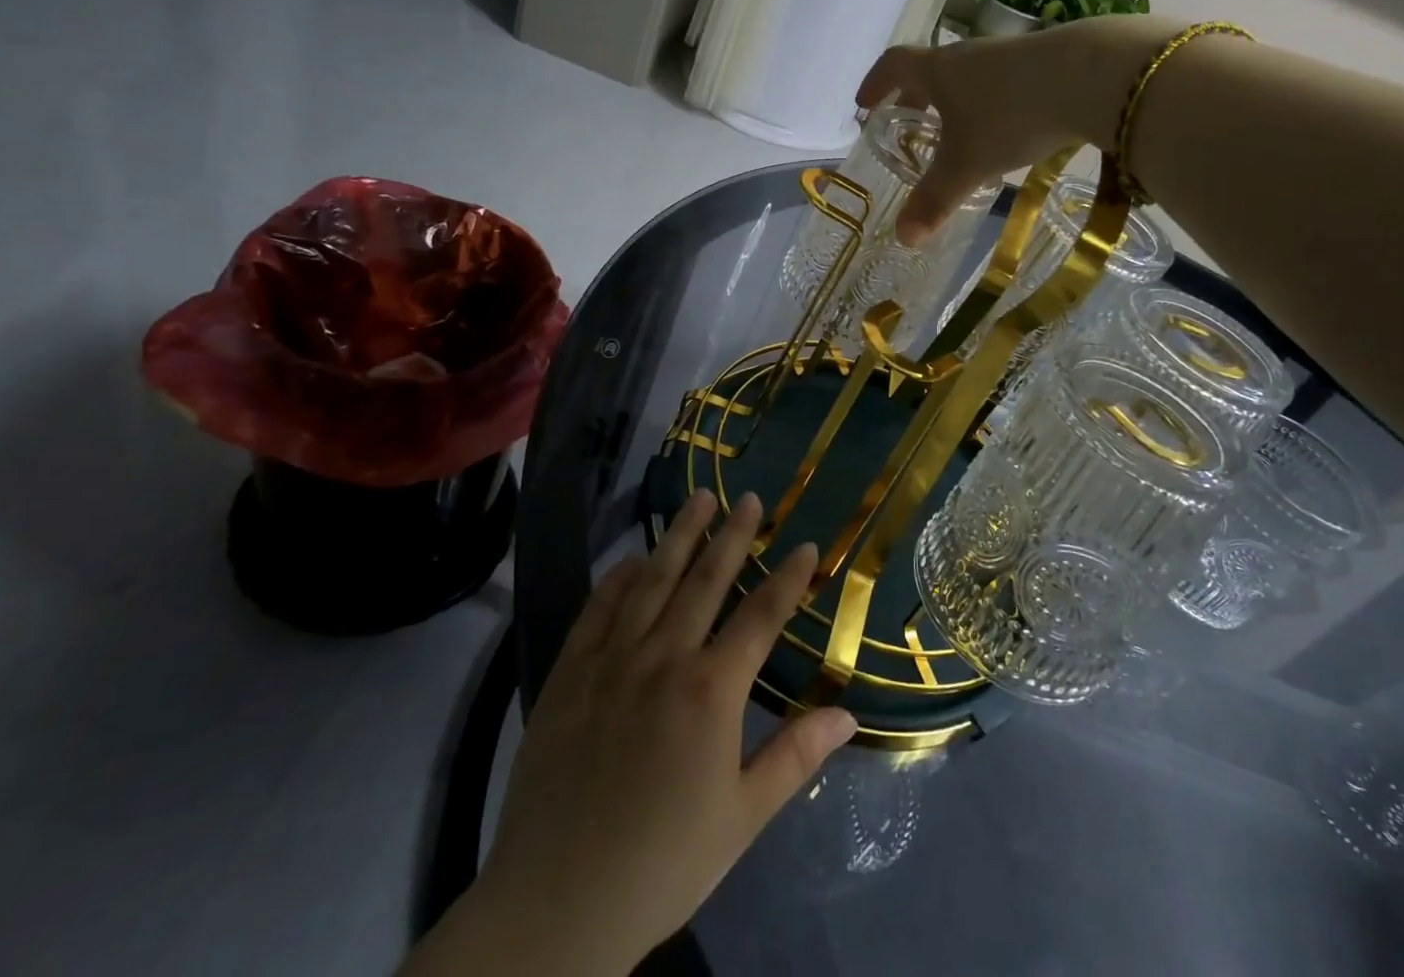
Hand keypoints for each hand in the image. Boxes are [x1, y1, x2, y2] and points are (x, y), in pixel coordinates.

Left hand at [405, 492, 855, 976]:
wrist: (556, 904)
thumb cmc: (664, 862)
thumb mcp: (742, 817)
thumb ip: (795, 756)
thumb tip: (848, 714)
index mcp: (711, 690)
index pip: (760, 616)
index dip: (787, 578)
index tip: (806, 544)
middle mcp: (663, 657)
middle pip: (705, 580)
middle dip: (733, 535)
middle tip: (750, 498)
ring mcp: (611, 659)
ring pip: (652, 580)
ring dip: (679, 536)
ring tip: (698, 498)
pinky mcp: (568, 672)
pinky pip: (597, 609)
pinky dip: (617, 578)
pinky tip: (631, 558)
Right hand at [856, 15, 1181, 242]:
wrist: (1092, 76)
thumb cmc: (1011, 116)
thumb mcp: (968, 165)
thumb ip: (935, 201)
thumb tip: (904, 239)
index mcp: (940, 71)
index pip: (894, 65)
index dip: (876, 84)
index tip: (864, 104)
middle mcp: (969, 56)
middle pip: (931, 69)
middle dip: (915, 97)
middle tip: (909, 122)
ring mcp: (1009, 55)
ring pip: (970, 76)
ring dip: (956, 100)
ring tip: (958, 132)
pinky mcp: (1046, 62)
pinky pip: (1003, 82)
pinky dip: (992, 103)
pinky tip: (1007, 129)